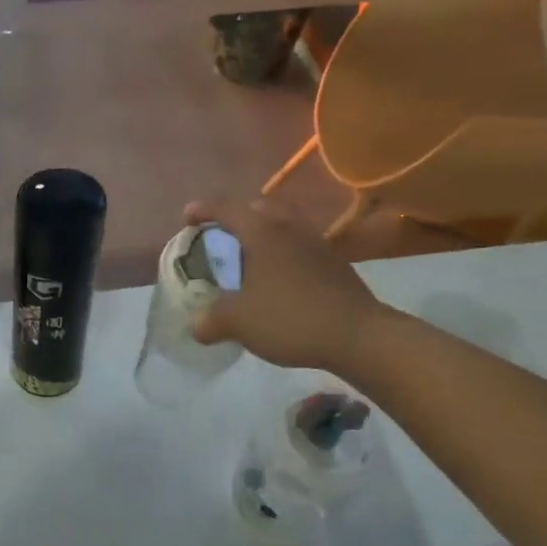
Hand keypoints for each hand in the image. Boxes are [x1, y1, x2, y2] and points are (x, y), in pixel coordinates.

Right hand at [185, 197, 392, 373]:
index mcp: (262, 233)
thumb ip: (211, 320)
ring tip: (249, 258)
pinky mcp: (334, 265)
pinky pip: (300, 248)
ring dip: (264, 235)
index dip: (203, 210)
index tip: (187, 217)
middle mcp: (290, 230)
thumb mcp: (238, 322)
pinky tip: (277, 280)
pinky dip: (283, 254)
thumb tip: (196, 324)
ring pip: (284, 226)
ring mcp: (317, 246)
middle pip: (261, 208)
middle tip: (222, 235)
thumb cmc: (290, 318)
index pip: (227, 209)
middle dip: (238, 216)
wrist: (359, 336)